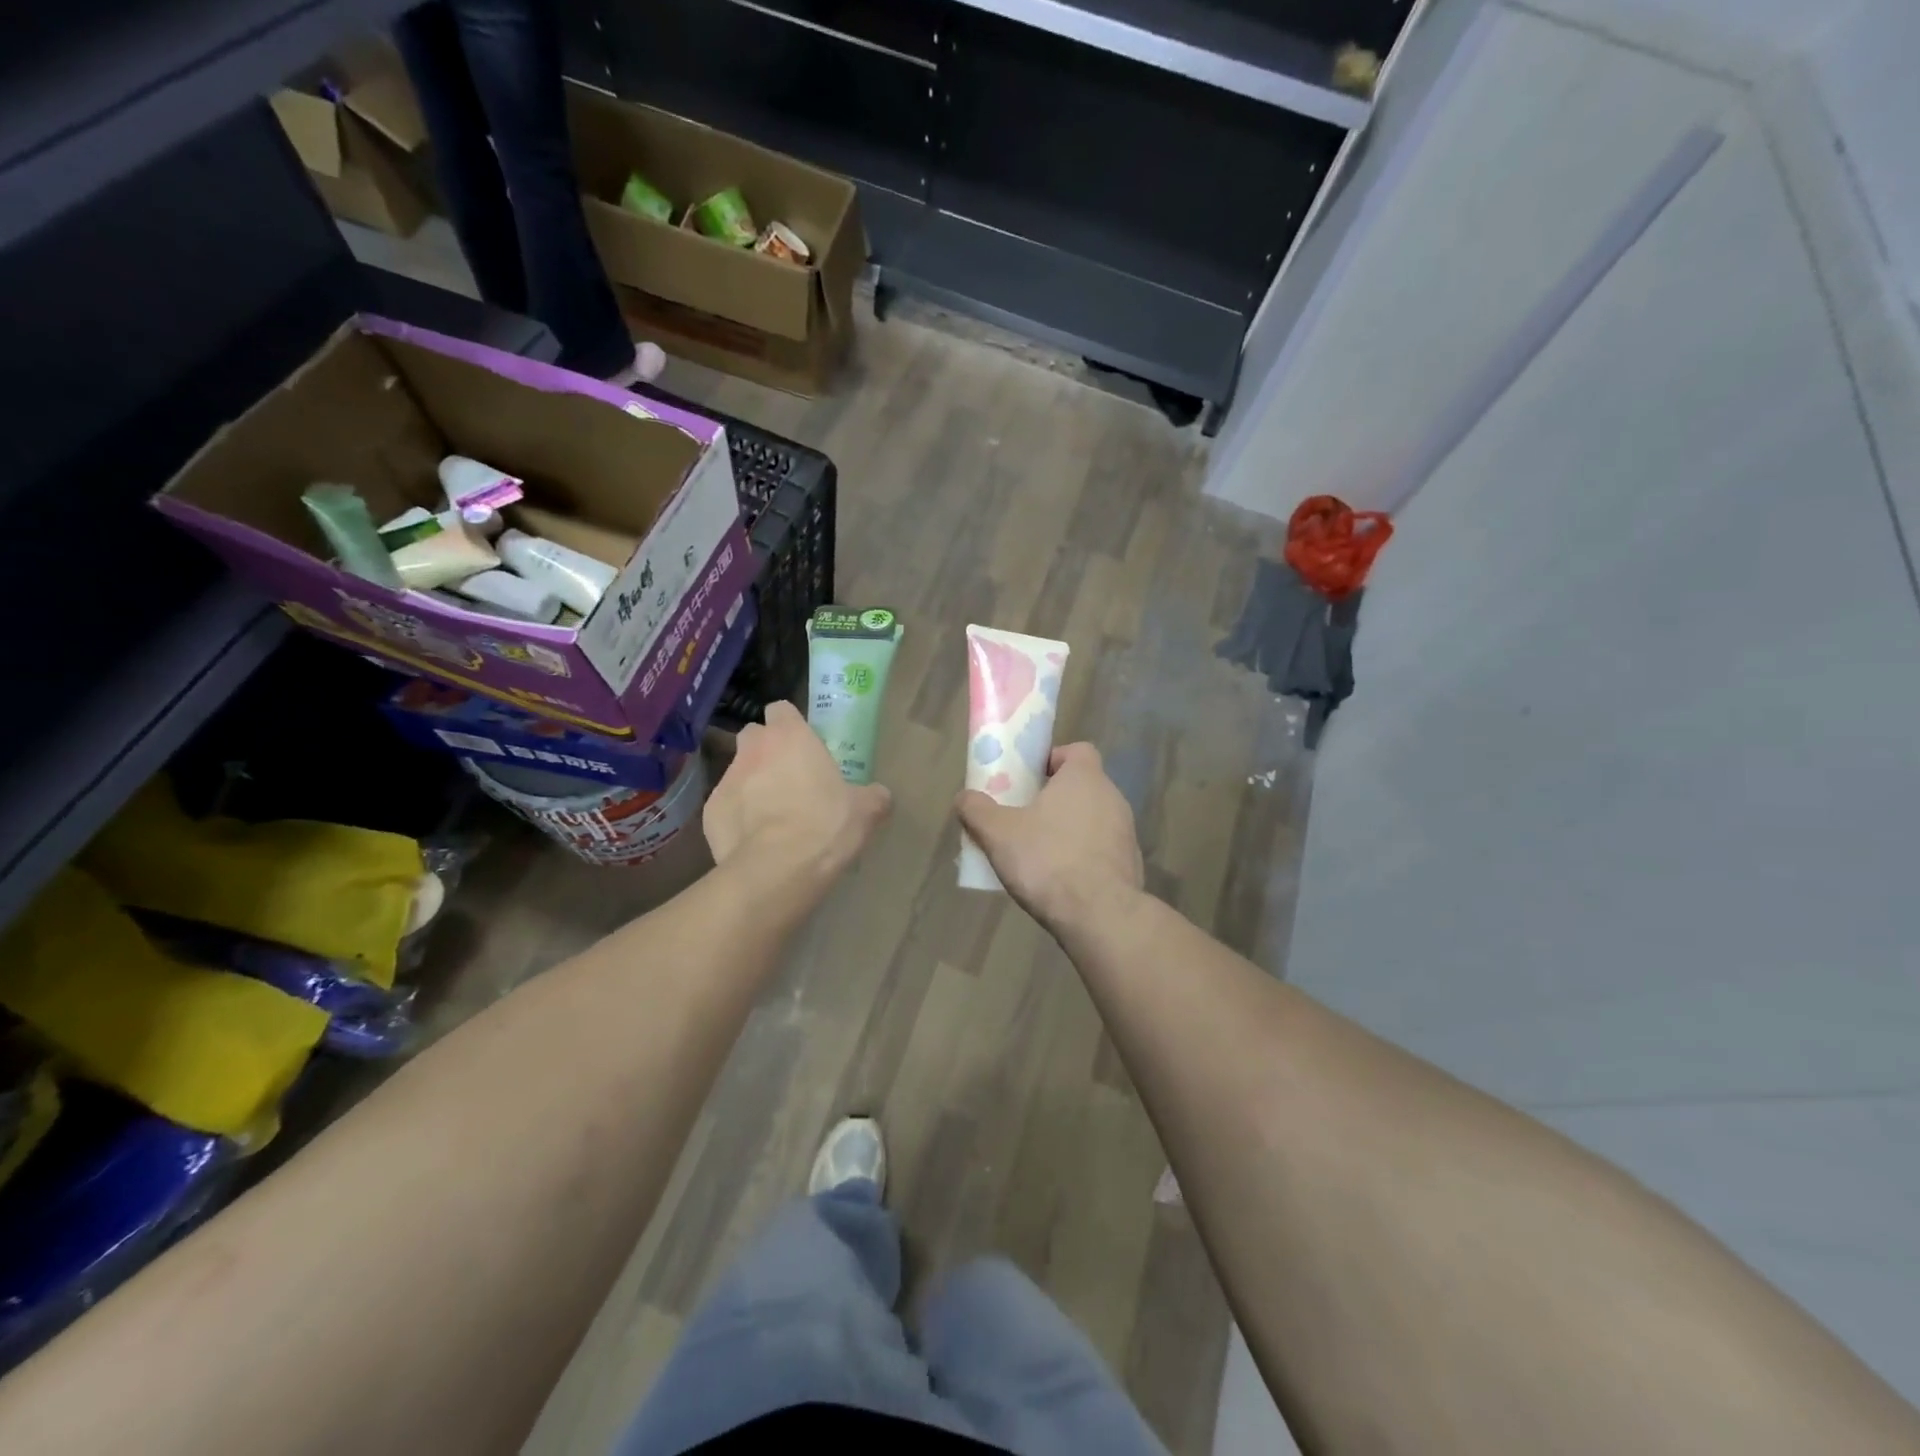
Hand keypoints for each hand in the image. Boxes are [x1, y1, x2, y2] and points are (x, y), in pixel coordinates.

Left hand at [704, 701, 890, 889]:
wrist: (778, 869)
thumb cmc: (826, 825)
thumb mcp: (865, 811)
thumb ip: (872, 796)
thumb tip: (879, 795)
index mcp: (791, 737)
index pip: (781, 709)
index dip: (790, 724)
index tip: (803, 744)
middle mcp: (754, 749)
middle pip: (753, 736)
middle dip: (766, 750)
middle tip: (788, 777)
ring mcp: (726, 779)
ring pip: (738, 772)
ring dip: (752, 785)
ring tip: (771, 816)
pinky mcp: (709, 813)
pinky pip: (725, 807)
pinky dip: (737, 817)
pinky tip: (754, 840)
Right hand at [955, 742, 1143, 931]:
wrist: (1101, 916)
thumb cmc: (1048, 861)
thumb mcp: (998, 834)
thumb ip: (977, 810)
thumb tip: (963, 798)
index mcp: (1084, 778)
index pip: (1076, 751)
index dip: (1052, 760)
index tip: (1028, 780)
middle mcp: (1112, 797)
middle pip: (1081, 786)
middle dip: (1053, 799)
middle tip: (1023, 818)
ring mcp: (1126, 832)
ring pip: (1091, 819)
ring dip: (1068, 829)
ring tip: (1038, 854)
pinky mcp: (1130, 864)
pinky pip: (1100, 850)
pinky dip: (1082, 857)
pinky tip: (1060, 880)